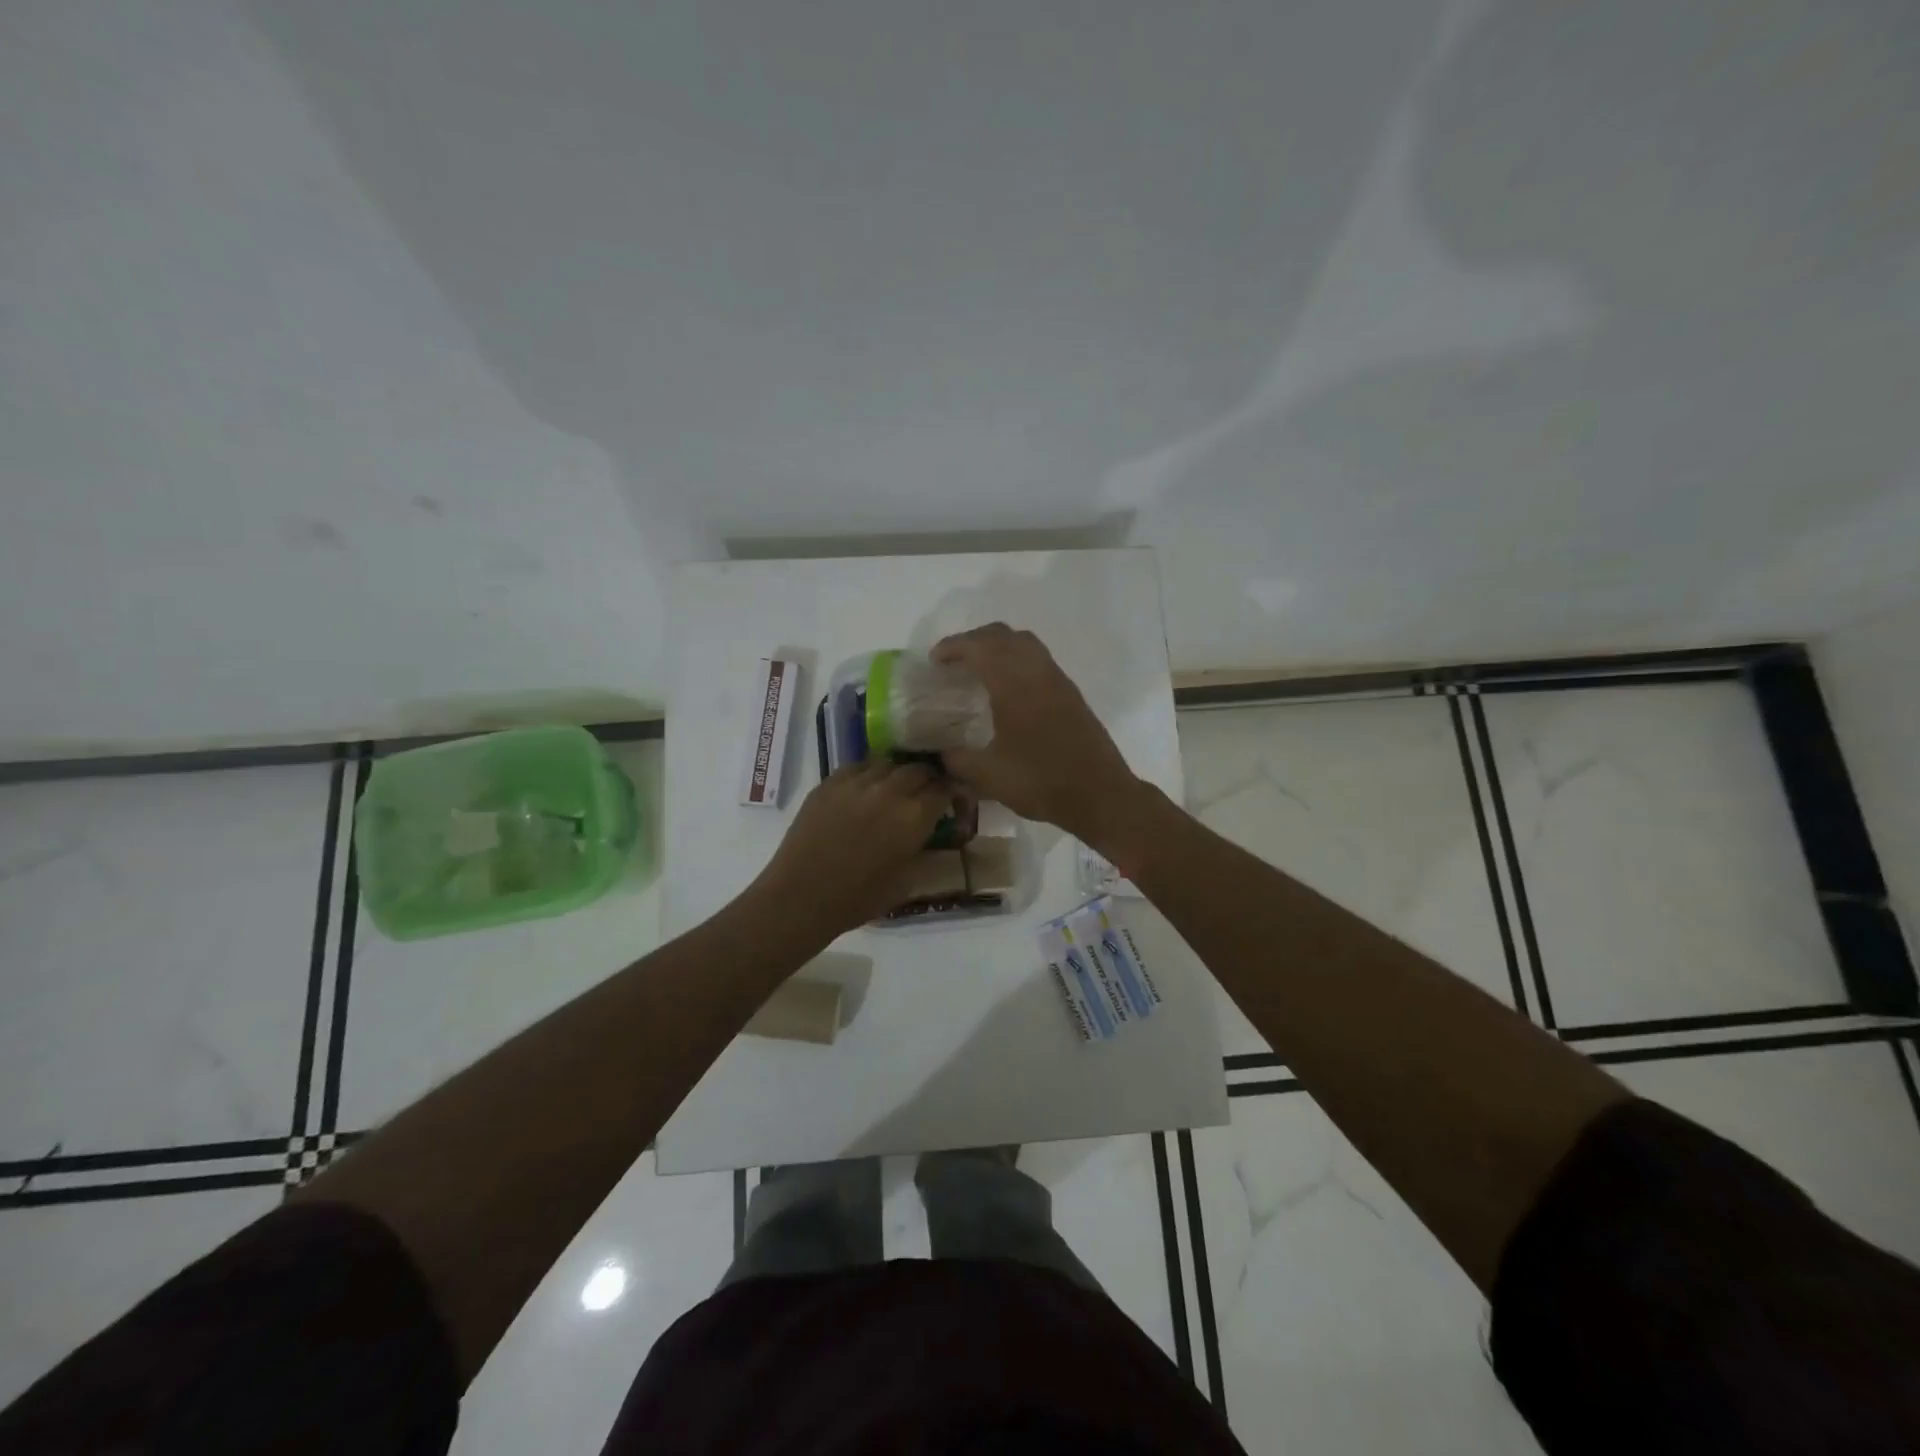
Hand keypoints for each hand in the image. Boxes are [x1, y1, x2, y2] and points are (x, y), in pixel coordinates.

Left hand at [751, 760, 953, 938]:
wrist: (801, 897)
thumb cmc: (858, 899)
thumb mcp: (906, 880)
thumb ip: (924, 848)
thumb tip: (934, 831)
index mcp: (914, 817)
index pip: (944, 788)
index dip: (951, 792)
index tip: (950, 801)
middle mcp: (889, 791)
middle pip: (918, 769)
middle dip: (927, 779)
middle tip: (924, 795)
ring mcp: (857, 783)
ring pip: (888, 763)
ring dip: (898, 774)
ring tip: (895, 790)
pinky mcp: (830, 783)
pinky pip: (858, 766)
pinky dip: (869, 774)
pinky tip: (866, 790)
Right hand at [932, 623, 1145, 843]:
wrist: (1099, 794)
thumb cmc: (1041, 781)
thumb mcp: (989, 776)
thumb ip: (957, 760)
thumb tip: (940, 753)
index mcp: (1014, 683)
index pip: (979, 647)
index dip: (953, 647)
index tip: (934, 661)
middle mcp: (1037, 671)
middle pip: (1002, 635)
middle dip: (973, 641)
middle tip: (952, 661)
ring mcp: (1058, 680)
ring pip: (1024, 643)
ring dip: (998, 646)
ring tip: (978, 668)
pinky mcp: (1070, 693)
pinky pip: (1038, 659)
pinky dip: (1016, 660)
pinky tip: (1007, 688)